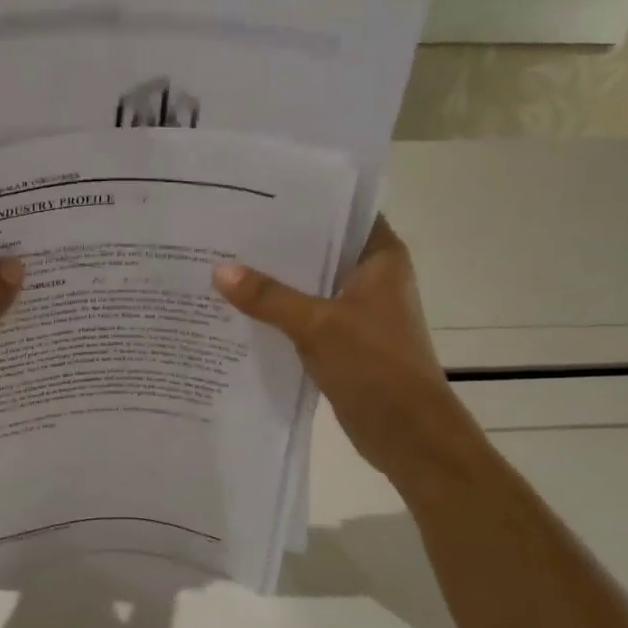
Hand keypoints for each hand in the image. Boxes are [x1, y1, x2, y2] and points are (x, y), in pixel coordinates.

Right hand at [211, 216, 475, 483]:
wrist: (409, 435)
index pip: (340, 211)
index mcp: (380, 257)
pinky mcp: (342, 338)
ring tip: (222, 261)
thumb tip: (218, 270)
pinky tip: (238, 306)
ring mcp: (356, 309)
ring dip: (274, 279)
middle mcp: (370, 276)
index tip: (256, 192)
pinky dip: (277, 310)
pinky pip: (303, 313)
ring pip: (308, 282)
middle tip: (226, 226)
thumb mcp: (317, 325)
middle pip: (318, 247)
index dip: (302, 200)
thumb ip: (268, 297)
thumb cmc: (376, 367)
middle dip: (276, 242)